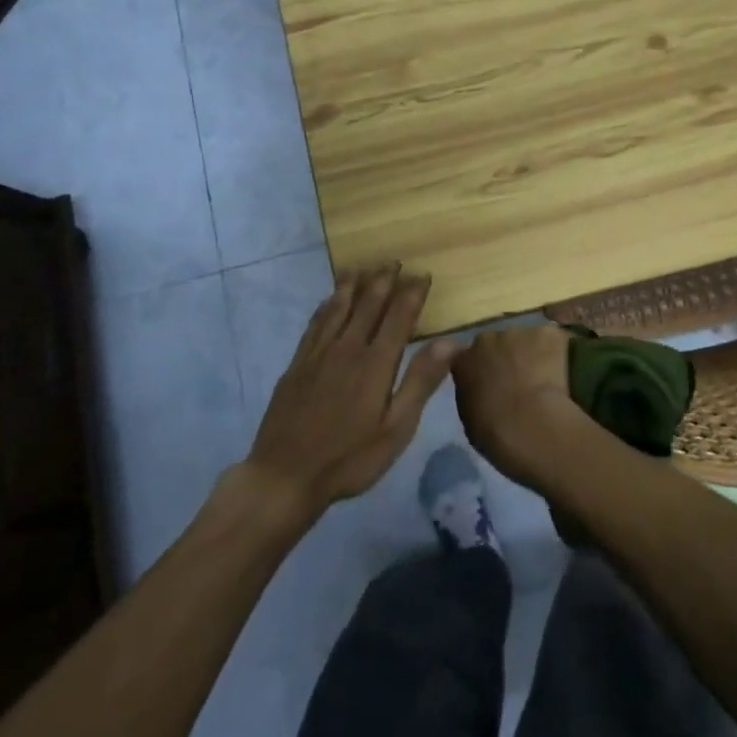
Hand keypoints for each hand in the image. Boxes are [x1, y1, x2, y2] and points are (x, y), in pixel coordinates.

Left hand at [244, 265, 454, 518]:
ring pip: (338, 307)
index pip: (399, 316)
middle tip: (394, 261)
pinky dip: (326, 305)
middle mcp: (347, 348)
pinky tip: (329, 300)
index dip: (412, 293)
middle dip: (383, 280)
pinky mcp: (297, 363)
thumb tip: (451, 342)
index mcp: (376, 363)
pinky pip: (315, 322)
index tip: (423, 274)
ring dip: (353, 284)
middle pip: (368, 304)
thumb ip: (421, 381)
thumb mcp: (396, 428)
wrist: (285, 475)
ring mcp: (318, 353)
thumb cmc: (349, 458)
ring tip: (362, 267)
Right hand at [451, 325, 590, 491]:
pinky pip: (554, 340)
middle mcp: (488, 340)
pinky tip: (565, 371)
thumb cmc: (496, 433)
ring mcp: (519, 333)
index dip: (483, 369)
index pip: (469, 358)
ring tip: (547, 378)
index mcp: (464, 361)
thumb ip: (474, 397)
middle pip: (498, 343)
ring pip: (527, 340)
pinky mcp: (548, 334)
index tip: (493, 384)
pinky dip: (559, 352)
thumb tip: (483, 393)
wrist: (531, 424)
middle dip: (508, 357)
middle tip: (521, 381)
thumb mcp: (471, 421)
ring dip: (533, 354)